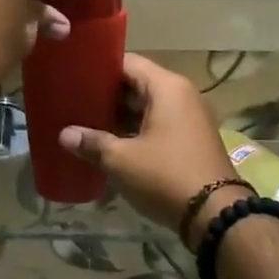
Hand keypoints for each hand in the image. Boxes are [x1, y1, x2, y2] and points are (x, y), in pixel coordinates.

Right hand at [60, 56, 239, 242]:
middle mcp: (182, 95)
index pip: (128, 63)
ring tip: (86, 122)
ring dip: (120, 116)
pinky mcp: (191, 140)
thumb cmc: (165, 176)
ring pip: (148, 107)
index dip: (99, 69)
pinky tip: (111, 143)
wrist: (215, 215)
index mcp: (167, 87)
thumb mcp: (121, 160)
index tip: (74, 77)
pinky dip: (136, 130)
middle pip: (137, 84)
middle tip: (74, 102)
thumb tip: (64, 135)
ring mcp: (190, 118)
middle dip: (106, 95)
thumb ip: (92, 143)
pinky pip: (158, 124)